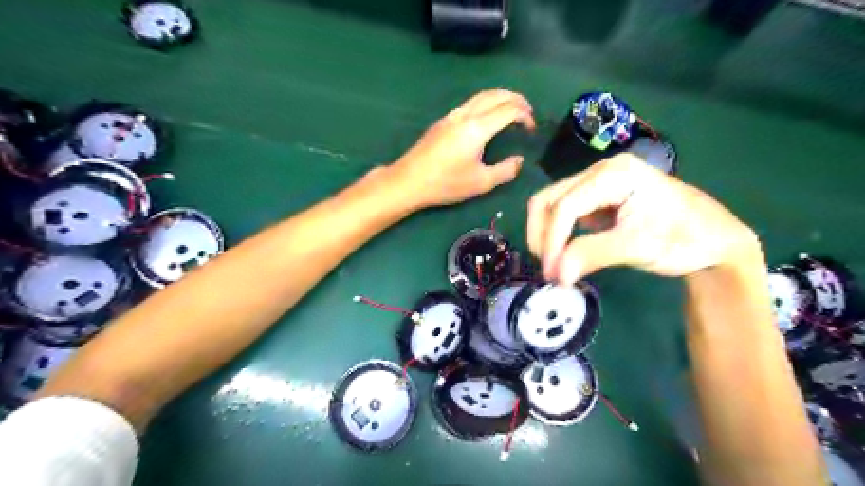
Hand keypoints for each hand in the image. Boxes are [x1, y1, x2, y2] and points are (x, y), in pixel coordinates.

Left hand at [391, 90, 534, 206]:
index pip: (508, 110)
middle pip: (495, 95)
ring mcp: (451, 116)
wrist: (408, 181)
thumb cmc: (446, 183)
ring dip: (500, 97)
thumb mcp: (480, 183)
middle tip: (528, 110)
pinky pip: (470, 103)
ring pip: (481, 96)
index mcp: (477, 128)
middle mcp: (465, 115)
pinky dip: (486, 102)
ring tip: (511, 109)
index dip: (525, 115)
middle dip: (515, 98)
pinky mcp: (443, 121)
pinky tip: (487, 117)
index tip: (531, 129)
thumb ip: (505, 171)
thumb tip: (519, 161)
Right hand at [527, 153, 757, 284]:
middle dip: (542, 235)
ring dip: (545, 235)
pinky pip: (563, 213)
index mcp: (614, 174)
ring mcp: (596, 184)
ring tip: (554, 264)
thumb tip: (555, 274)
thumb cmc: (684, 237)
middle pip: (549, 199)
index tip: (552, 274)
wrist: (713, 237)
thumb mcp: (639, 247)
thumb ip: (593, 255)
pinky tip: (564, 253)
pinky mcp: (595, 199)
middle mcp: (599, 172)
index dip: (552, 240)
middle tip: (548, 269)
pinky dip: (556, 235)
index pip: (566, 205)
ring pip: (551, 205)